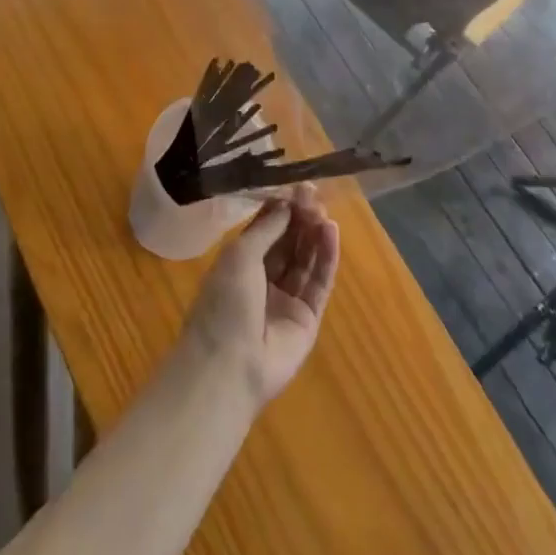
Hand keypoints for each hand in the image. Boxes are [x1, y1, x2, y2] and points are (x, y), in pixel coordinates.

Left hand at [182, 187, 340, 407]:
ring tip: (325, 212)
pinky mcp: (307, 318)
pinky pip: (319, 282)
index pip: (265, 228)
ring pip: (305, 260)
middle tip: (315, 195)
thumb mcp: (239, 255)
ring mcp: (286, 299)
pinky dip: (327, 257)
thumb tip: (287, 204)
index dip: (281, 208)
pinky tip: (331, 232)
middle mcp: (263, 279)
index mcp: (239, 263)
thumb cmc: (224, 303)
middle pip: (288, 242)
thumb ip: (266, 228)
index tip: (298, 187)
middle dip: (301, 218)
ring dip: (315, 234)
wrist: (229, 367)